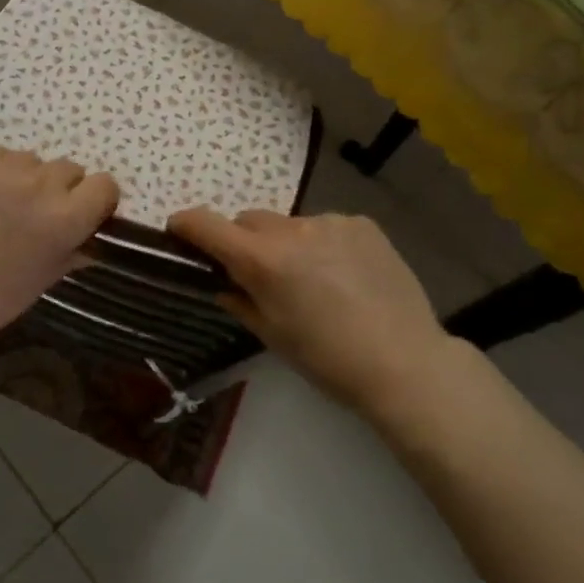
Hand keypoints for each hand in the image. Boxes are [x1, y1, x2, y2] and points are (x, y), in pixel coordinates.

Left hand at [0, 147, 118, 360]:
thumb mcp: (40, 282)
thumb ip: (72, 252)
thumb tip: (90, 241)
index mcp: (64, 217)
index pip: (105, 185)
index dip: (96, 201)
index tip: (83, 216)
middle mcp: (39, 183)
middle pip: (69, 170)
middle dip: (61, 191)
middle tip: (37, 216)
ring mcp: (0, 166)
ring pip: (31, 161)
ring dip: (27, 180)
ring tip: (0, 208)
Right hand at [167, 208, 472, 415]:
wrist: (405, 362)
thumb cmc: (328, 360)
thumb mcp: (273, 335)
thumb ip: (240, 300)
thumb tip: (223, 282)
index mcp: (263, 260)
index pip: (207, 225)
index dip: (186, 225)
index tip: (178, 231)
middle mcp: (292, 229)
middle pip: (249, 221)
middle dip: (244, 242)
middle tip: (259, 275)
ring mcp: (331, 221)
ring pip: (290, 225)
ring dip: (287, 244)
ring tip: (314, 282)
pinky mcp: (362, 223)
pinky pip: (326, 227)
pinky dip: (322, 244)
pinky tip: (345, 276)